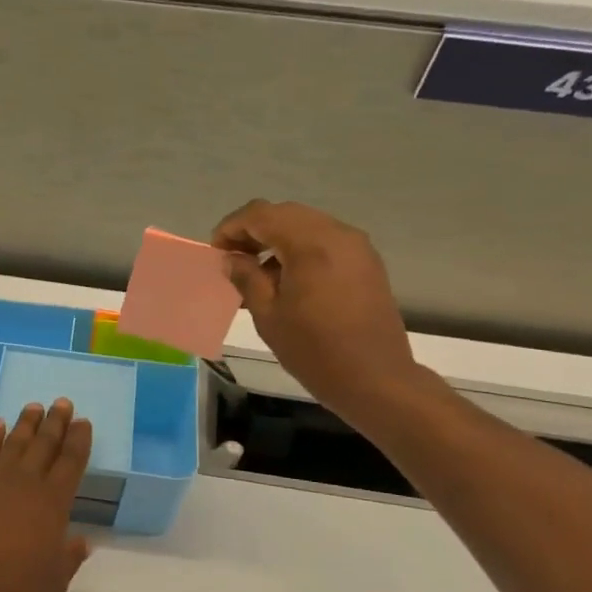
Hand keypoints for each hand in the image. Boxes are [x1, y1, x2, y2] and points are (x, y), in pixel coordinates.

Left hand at [0, 400, 93, 591]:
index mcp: (53, 503)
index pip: (71, 462)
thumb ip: (69, 557)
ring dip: (26, 424)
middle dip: (56, 423)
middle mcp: (25, 484)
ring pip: (14, 443)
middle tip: (63, 403)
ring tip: (34, 407)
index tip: (83, 422)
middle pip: (44, 445)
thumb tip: (81, 541)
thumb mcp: (55, 582)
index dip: (79, 440)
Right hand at [211, 200, 422, 419]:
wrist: (375, 378)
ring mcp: (357, 246)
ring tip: (258, 270)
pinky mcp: (366, 262)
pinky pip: (326, 240)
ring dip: (277, 237)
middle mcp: (337, 234)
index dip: (232, 227)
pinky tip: (288, 277)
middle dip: (254, 229)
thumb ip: (247, 278)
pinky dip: (300, 247)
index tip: (217, 251)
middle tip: (233, 257)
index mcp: (310, 244)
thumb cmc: (314, 350)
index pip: (261, 214)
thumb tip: (232, 258)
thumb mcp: (268, 315)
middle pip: (286, 213)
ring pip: (307, 224)